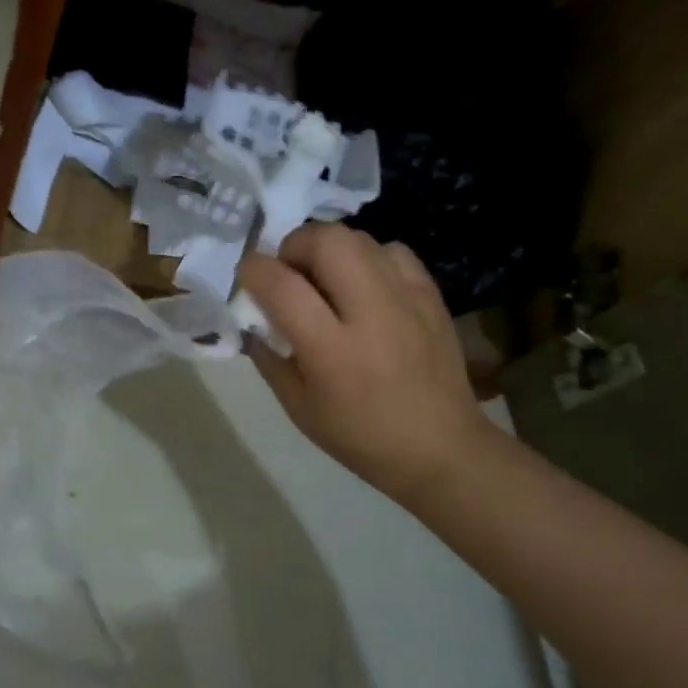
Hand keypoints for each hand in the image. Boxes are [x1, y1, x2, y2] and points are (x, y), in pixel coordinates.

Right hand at [237, 224, 496, 504]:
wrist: (441, 449)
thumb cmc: (361, 437)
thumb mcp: (299, 408)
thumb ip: (270, 359)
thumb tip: (253, 320)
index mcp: (332, 350)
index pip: (282, 286)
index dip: (254, 269)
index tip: (247, 274)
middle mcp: (371, 314)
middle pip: (327, 240)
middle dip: (295, 245)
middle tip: (290, 272)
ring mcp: (407, 300)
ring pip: (360, 238)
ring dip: (330, 249)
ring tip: (325, 278)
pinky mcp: (432, 296)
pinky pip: (394, 251)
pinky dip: (369, 258)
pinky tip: (364, 285)